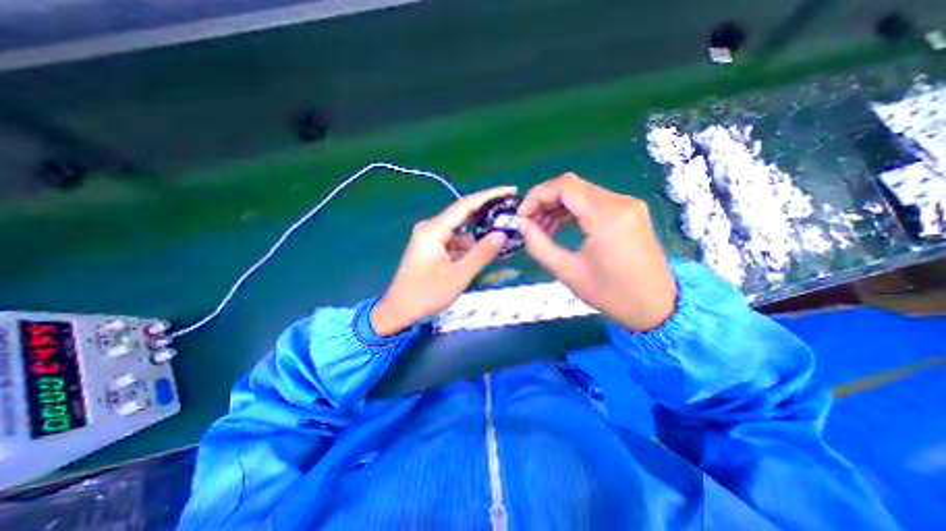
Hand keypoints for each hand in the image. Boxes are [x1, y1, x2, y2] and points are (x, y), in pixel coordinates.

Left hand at [371, 188, 515, 334]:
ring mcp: (431, 237)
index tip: (511, 190)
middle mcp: (431, 228)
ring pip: (461, 228)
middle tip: (511, 209)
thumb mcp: (458, 276)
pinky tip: (488, 246)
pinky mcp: (433, 247)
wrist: (399, 310)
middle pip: (463, 213)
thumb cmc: (426, 295)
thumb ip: (481, 254)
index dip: (489, 196)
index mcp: (433, 230)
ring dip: (481, 230)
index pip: (465, 205)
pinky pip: (456, 240)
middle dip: (488, 211)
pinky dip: (471, 243)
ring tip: (505, 229)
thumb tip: (502, 234)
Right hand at [515, 172, 675, 329]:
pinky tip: (560, 228)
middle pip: (572, 187)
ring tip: (542, 230)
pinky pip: (593, 202)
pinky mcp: (628, 212)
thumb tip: (522, 225)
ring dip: (557, 207)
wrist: (657, 306)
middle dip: (544, 202)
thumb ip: (540, 246)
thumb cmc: (612, 294)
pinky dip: (572, 211)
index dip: (537, 196)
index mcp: (606, 216)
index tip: (522, 216)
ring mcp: (627, 205)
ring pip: (581, 193)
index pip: (564, 186)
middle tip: (529, 225)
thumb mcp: (569, 273)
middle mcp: (620, 202)